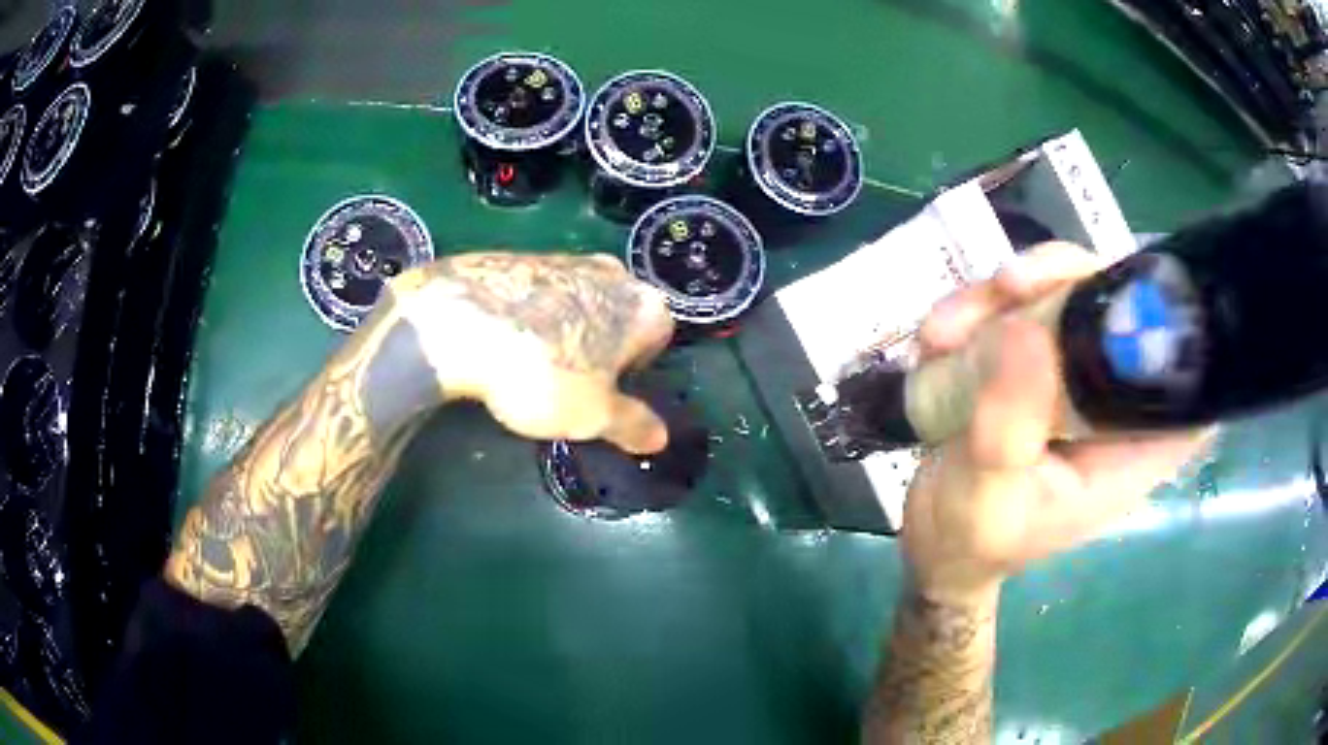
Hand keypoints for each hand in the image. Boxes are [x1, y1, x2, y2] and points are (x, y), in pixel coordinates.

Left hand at [388, 252, 675, 453]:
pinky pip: (536, 292)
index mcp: (644, 305)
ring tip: (531, 363)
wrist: (459, 322)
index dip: (635, 369)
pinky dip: (529, 314)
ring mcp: (562, 257)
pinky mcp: (517, 255)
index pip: (660, 338)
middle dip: (603, 346)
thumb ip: (633, 425)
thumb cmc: (541, 374)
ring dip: (566, 328)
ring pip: (577, 301)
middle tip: (571, 380)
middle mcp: (611, 272)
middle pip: (618, 315)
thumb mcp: (593, 417)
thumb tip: (659, 438)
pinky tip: (504, 341)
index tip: (607, 391)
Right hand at [901, 243, 1211, 603]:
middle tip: (1006, 287)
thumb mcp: (987, 499)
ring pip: (1065, 291)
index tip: (1116, 290)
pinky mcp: (1040, 362)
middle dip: (1063, 279)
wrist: (936, 543)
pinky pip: (1021, 306)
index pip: (1186, 372)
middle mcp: (1116, 402)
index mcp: (1132, 445)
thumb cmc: (972, 540)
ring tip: (941, 334)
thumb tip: (1024, 329)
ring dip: (1001, 295)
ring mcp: (1077, 376)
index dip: (1169, 315)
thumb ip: (1009, 429)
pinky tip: (936, 341)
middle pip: (1122, 304)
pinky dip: (976, 309)